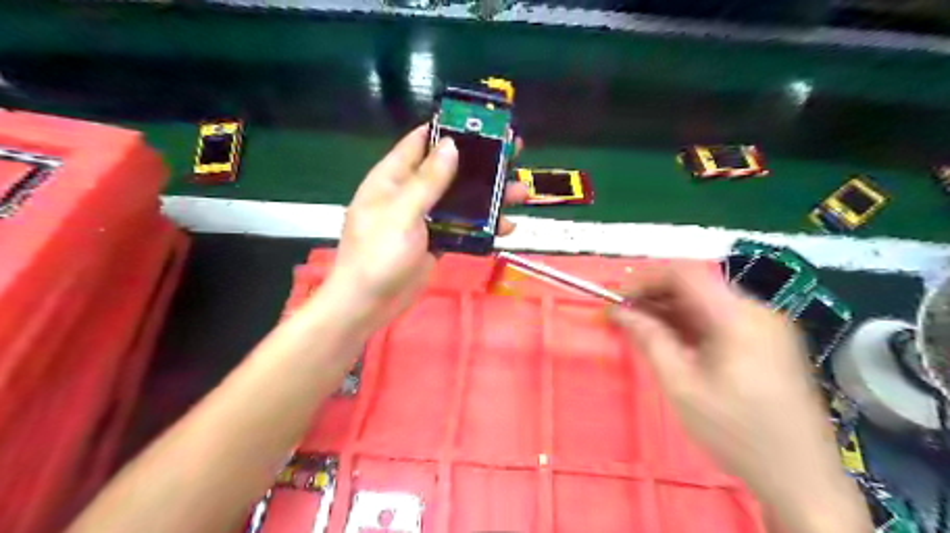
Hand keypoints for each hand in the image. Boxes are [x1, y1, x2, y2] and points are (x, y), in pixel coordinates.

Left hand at [322, 125, 521, 331]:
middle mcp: (410, 194)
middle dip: (480, 163)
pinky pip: (463, 227)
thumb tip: (450, 145)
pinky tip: (506, 227)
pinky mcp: (436, 241)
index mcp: (392, 179)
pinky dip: (484, 226)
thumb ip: (427, 181)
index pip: (420, 143)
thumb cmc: (378, 255)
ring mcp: (424, 219)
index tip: (481, 123)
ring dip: (489, 197)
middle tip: (514, 153)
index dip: (448, 130)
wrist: (369, 304)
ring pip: (461, 200)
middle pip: (449, 170)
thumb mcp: (401, 214)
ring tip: (520, 192)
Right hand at [608, 263, 866, 532]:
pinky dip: (691, 322)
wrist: (802, 478)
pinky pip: (722, 318)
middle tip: (624, 316)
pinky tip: (673, 340)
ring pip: (707, 301)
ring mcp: (767, 324)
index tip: (617, 299)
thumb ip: (650, 340)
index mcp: (738, 318)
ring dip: (671, 309)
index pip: (684, 274)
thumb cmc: (736, 433)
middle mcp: (757, 310)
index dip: (645, 280)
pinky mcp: (770, 340)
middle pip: (697, 285)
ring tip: (642, 328)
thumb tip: (620, 312)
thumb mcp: (682, 387)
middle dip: (655, 295)